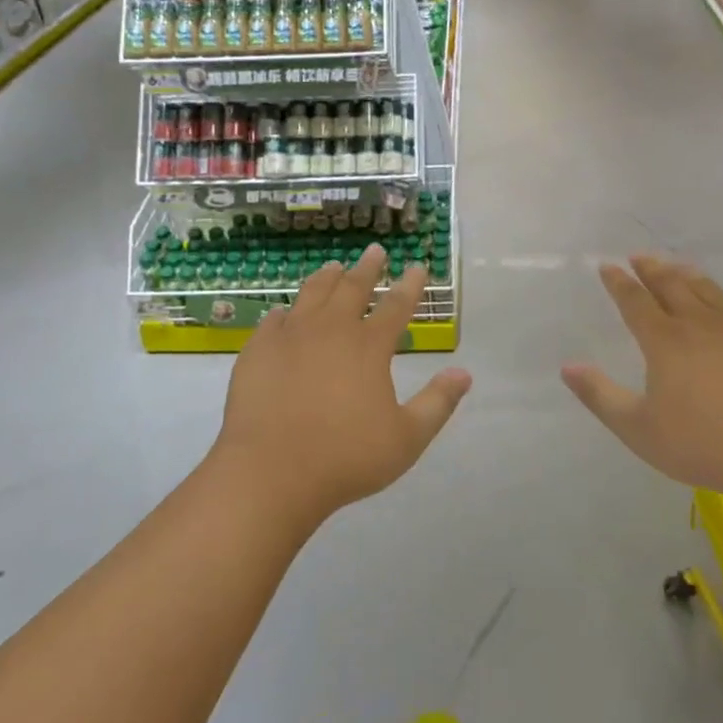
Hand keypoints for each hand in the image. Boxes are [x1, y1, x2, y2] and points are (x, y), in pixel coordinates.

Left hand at [214, 244, 471, 530]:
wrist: (271, 472)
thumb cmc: (345, 458)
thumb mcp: (406, 439)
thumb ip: (437, 403)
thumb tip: (464, 374)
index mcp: (369, 347)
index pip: (396, 306)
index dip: (410, 285)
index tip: (417, 266)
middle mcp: (331, 330)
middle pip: (353, 288)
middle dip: (368, 267)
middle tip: (375, 251)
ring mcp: (291, 336)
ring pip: (312, 294)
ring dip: (327, 278)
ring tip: (334, 267)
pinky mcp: (258, 350)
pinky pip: (273, 320)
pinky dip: (284, 312)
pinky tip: (284, 312)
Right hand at [561, 255, 722, 500]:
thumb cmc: (705, 446)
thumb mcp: (639, 430)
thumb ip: (600, 396)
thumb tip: (567, 366)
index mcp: (665, 341)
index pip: (635, 301)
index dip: (619, 282)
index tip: (607, 267)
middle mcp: (699, 323)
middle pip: (670, 284)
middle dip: (650, 268)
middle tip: (638, 256)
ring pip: (706, 289)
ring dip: (684, 274)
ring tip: (674, 266)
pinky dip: (719, 297)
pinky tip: (722, 305)